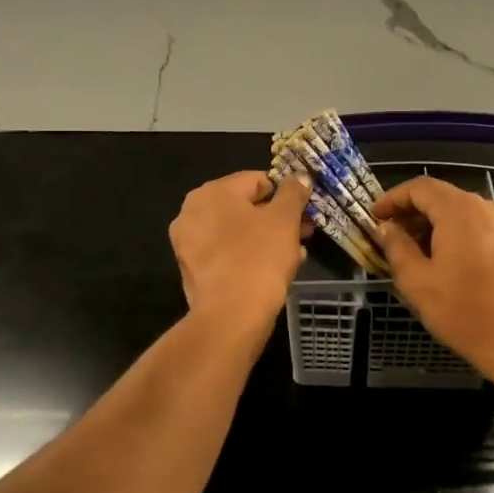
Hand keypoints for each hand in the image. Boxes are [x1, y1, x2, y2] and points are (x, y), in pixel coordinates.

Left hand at [169, 170, 312, 328]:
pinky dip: (248, 256)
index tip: (305, 211)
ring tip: (294, 254)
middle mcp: (192, 212)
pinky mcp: (192, 270)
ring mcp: (188, 243)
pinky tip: (273, 271)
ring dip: (266, 239)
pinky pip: (226, 254)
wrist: (231, 316)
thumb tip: (300, 176)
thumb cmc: (259, 258)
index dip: (285, 193)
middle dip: (277, 219)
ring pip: (237, 232)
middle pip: (245, 207)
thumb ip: (293, 193)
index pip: (257, 180)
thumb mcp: (284, 220)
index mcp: (212, 192)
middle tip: (303, 232)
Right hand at [373, 177, 493, 380]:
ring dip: (435, 229)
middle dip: (413, 216)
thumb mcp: (418, 282)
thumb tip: (386, 228)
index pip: (419, 188)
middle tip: (391, 241)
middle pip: (442, 199)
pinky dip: (458, 239)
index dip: (393, 199)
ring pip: (462, 216)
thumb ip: (397, 248)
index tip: (374, 218)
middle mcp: (487, 207)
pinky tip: (449, 268)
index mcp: (460, 209)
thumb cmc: (467, 312)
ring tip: (417, 258)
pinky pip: (481, 231)